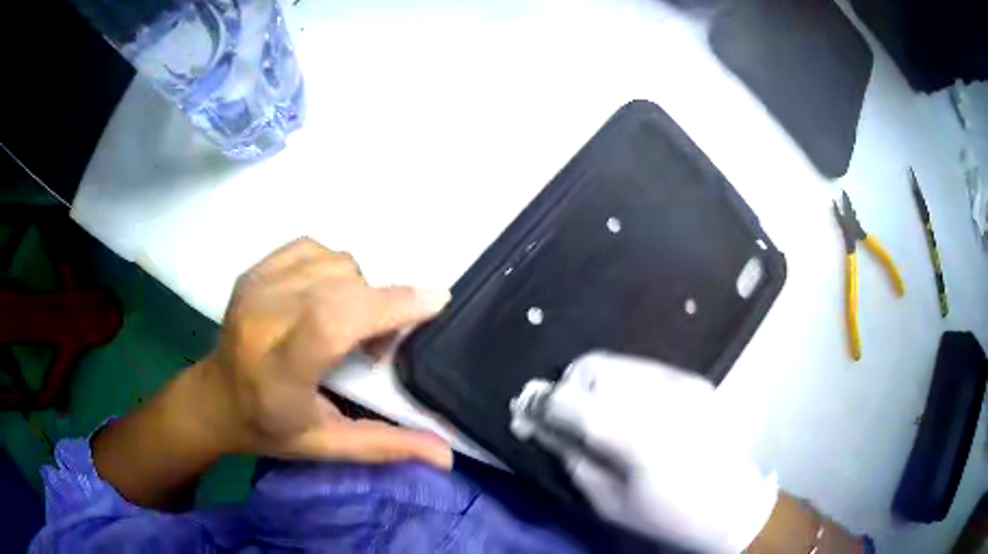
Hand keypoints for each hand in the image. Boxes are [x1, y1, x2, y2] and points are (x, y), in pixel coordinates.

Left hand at [199, 237, 452, 467]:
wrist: (215, 398)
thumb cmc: (269, 428)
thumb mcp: (327, 445)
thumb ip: (385, 446)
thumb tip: (447, 455)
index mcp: (277, 371)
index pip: (330, 323)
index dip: (386, 306)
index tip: (435, 301)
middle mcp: (262, 319)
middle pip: (341, 285)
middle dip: (380, 305)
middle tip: (378, 343)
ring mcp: (255, 286)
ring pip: (335, 262)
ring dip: (358, 289)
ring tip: (348, 323)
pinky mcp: (255, 269)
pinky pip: (315, 248)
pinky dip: (335, 269)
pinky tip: (326, 297)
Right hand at [529, 352, 777, 552]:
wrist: (733, 504)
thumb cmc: (669, 516)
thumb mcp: (610, 503)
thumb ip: (573, 459)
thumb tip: (541, 428)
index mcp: (638, 436)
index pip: (573, 401)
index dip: (542, 404)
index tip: (528, 415)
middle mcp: (661, 396)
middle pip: (592, 368)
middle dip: (568, 389)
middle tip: (564, 419)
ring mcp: (682, 382)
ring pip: (615, 363)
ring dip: (593, 385)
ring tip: (596, 415)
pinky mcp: (693, 380)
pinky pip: (641, 370)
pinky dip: (621, 385)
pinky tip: (629, 413)